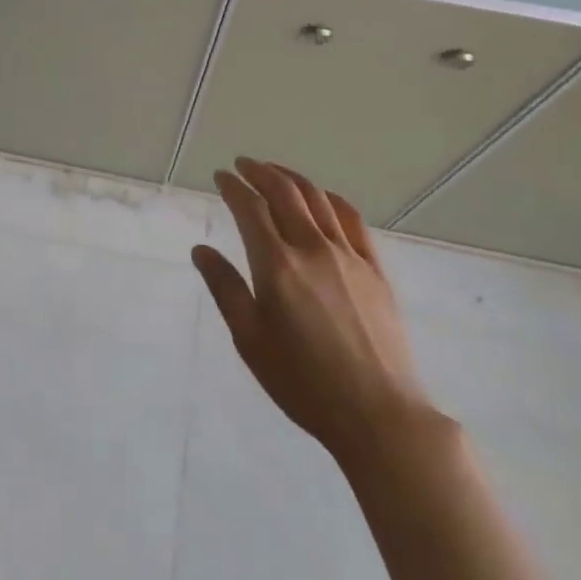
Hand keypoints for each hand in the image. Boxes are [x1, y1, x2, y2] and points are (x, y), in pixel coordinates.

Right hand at [192, 157, 436, 469]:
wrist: (378, 415)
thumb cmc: (304, 383)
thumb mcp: (251, 341)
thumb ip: (226, 289)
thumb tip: (201, 250)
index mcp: (277, 265)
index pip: (250, 208)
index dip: (233, 186)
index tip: (221, 176)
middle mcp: (311, 247)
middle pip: (284, 192)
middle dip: (260, 171)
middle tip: (244, 164)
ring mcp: (347, 254)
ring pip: (317, 198)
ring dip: (292, 177)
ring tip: (275, 171)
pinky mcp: (374, 268)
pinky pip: (351, 219)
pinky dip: (331, 198)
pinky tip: (323, 197)